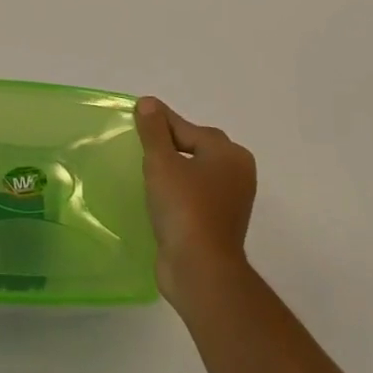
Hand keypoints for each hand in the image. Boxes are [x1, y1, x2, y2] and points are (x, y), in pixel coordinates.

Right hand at [136, 96, 256, 305]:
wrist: (200, 270)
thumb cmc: (184, 207)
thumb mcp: (162, 162)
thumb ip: (154, 131)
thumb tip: (149, 103)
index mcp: (229, 154)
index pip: (188, 128)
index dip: (160, 122)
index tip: (136, 117)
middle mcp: (236, 174)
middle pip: (195, 147)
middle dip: (168, 144)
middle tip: (138, 143)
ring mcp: (230, 202)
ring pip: (195, 174)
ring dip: (172, 171)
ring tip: (143, 170)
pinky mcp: (218, 225)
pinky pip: (194, 197)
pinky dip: (176, 193)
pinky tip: (155, 197)